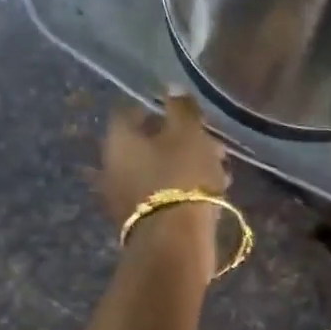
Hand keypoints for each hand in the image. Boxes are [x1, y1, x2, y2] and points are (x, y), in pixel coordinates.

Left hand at [100, 94, 230, 263]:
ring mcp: (124, 197)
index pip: (131, 112)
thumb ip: (181, 108)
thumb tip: (171, 87)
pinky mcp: (141, 222)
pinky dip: (182, 190)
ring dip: (183, 168)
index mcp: (119, 139)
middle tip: (210, 144)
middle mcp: (112, 166)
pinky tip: (209, 194)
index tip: (184, 114)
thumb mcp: (188, 134)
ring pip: (156, 171)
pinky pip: (162, 195)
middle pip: (145, 144)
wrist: (175, 242)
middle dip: (177, 142)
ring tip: (218, 171)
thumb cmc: (181, 177)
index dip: (157, 109)